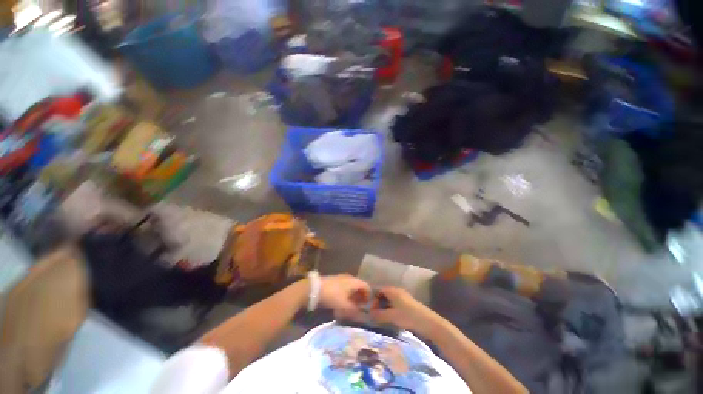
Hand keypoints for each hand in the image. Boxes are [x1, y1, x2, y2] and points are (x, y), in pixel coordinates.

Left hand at [319, 275, 370, 319]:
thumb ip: (354, 310)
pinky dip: (346, 294)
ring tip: (350, 306)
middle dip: (360, 296)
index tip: (366, 306)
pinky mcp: (334, 281)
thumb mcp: (344, 306)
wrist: (315, 289)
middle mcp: (349, 277)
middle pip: (359, 286)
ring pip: (351, 286)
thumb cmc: (333, 296)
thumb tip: (360, 313)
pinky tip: (341, 302)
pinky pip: (344, 287)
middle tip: (359, 307)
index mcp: (354, 281)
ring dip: (353, 295)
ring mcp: (341, 278)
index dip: (368, 296)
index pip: (366, 286)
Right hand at [370, 287, 440, 335]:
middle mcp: (397, 290)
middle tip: (376, 315)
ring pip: (390, 299)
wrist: (428, 322)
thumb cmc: (408, 317)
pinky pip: (396, 302)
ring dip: (385, 307)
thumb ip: (379, 315)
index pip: (378, 290)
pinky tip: (393, 318)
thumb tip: (369, 314)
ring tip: (383, 318)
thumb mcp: (391, 317)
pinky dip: (391, 308)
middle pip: (384, 294)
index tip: (371, 311)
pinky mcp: (409, 302)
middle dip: (379, 304)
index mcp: (392, 291)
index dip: (373, 300)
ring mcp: (404, 296)